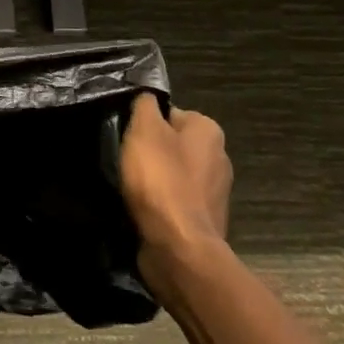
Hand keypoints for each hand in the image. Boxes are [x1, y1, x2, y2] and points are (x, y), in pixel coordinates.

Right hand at [119, 94, 231, 255]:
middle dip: (149, 152)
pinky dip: (159, 203)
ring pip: (173, 173)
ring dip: (154, 179)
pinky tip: (142, 208)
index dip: (144, 123)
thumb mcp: (144, 130)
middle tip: (124, 160)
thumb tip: (147, 97)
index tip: (126, 137)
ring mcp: (214, 192)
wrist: (179, 246)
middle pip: (172, 143)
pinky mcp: (204, 219)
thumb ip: (144, 105)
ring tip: (130, 187)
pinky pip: (175, 201)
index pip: (169, 113)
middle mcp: (219, 157)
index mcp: (209, 131)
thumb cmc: (161, 180)